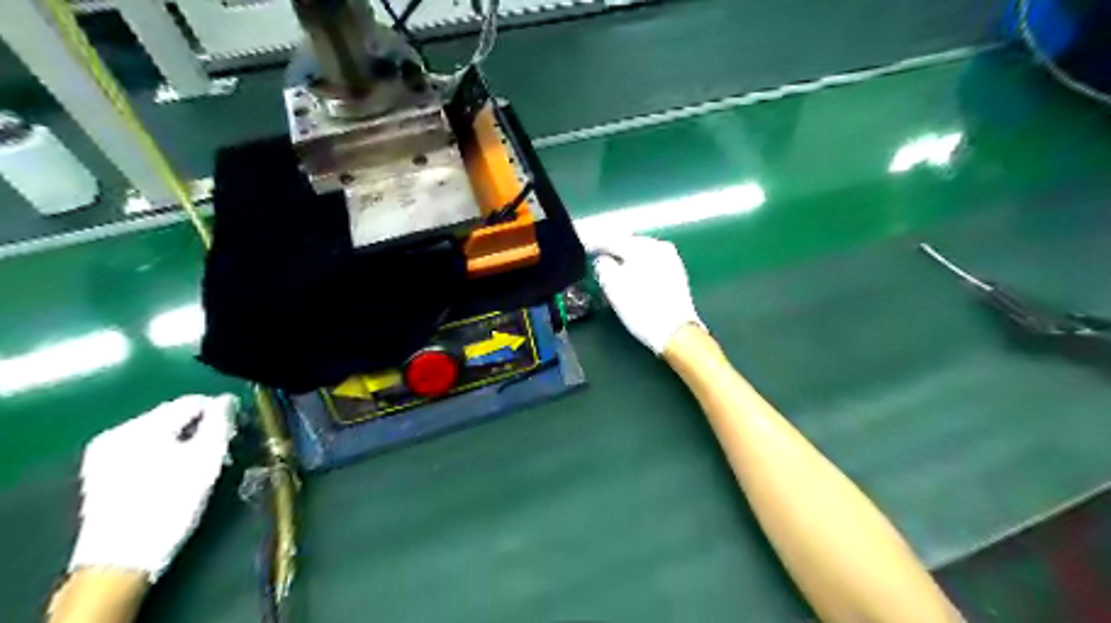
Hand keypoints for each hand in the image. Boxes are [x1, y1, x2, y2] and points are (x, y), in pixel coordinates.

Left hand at [69, 397, 237, 581]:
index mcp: (141, 427)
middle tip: (225, 449)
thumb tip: (227, 401)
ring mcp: (104, 454)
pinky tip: (178, 473)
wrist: (120, 560)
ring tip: (204, 464)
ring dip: (187, 442)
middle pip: (174, 417)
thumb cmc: (170, 505)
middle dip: (203, 428)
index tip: (239, 430)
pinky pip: (145, 450)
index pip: (192, 402)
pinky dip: (167, 454)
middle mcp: (117, 433)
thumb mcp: (206, 461)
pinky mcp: (101, 474)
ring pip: (161, 434)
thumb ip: (220, 423)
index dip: (221, 412)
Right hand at [590, 237, 700, 354]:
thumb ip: (602, 266)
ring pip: (641, 254)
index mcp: (642, 246)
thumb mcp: (612, 286)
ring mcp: (671, 259)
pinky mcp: (677, 274)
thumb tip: (602, 260)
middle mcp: (659, 246)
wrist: (675, 331)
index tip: (585, 251)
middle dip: (613, 252)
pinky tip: (633, 280)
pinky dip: (639, 269)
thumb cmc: (640, 307)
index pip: (612, 240)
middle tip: (599, 262)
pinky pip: (651, 264)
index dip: (595, 246)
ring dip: (626, 261)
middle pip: (629, 244)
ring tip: (614, 273)